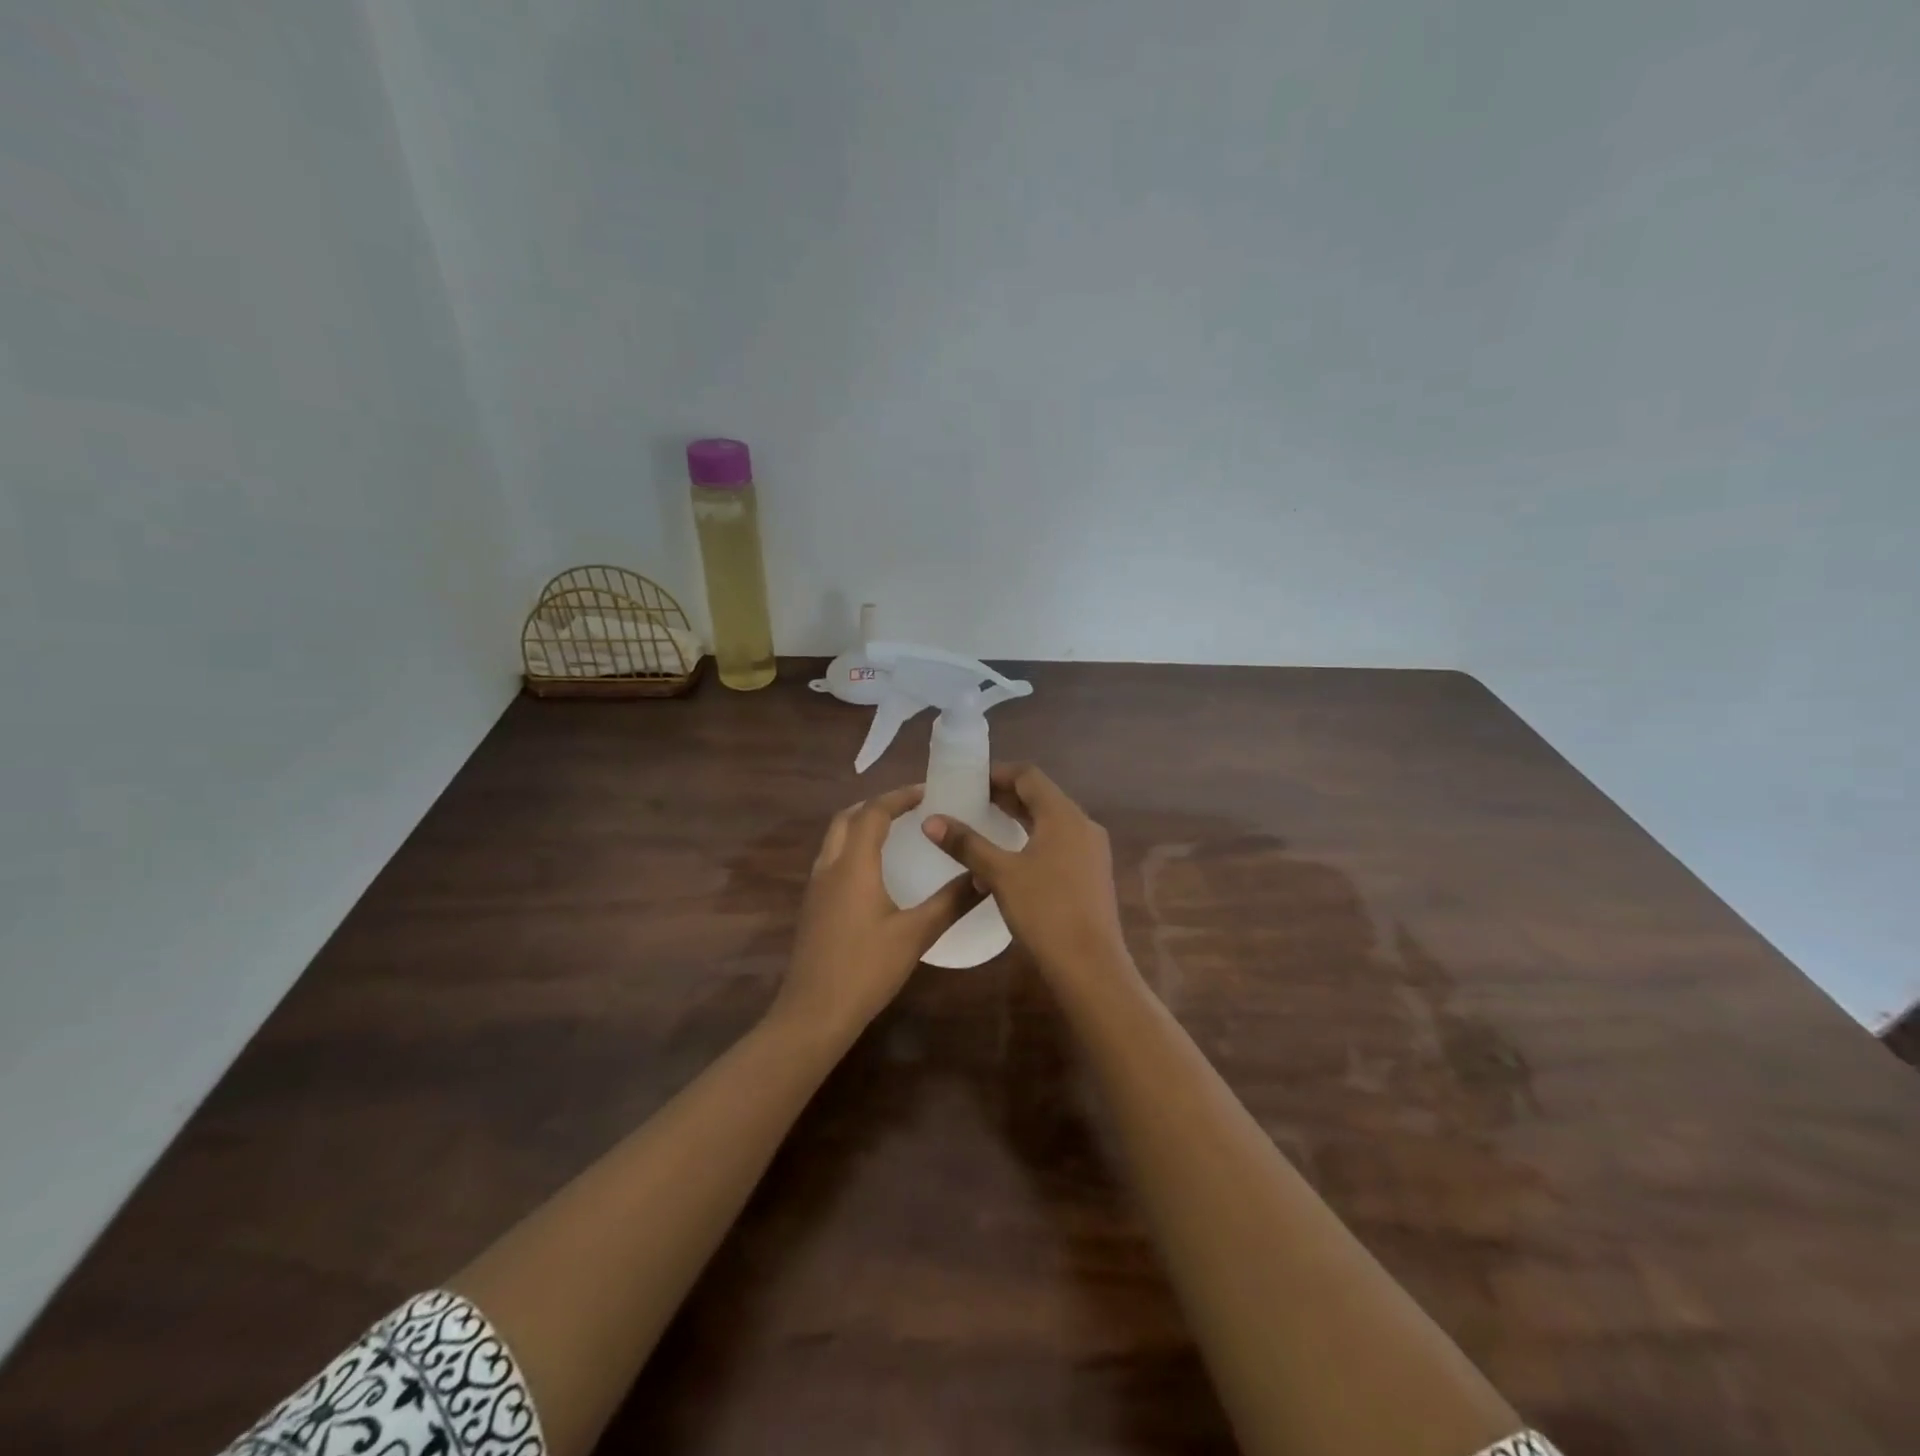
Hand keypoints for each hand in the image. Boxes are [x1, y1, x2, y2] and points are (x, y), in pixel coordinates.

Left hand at [772, 785, 977, 1043]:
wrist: (814, 1013)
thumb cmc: (866, 969)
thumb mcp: (916, 934)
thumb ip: (951, 902)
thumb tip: (985, 876)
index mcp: (853, 865)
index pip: (873, 813)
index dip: (899, 797)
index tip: (927, 792)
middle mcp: (829, 867)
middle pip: (846, 818)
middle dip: (876, 805)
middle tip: (909, 808)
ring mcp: (815, 887)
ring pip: (835, 839)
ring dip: (860, 825)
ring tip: (894, 832)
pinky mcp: (812, 907)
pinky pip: (831, 860)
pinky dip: (852, 848)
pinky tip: (874, 871)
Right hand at [923, 764, 1130, 987]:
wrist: (1091, 967)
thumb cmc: (1045, 912)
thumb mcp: (1001, 874)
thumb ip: (967, 844)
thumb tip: (931, 820)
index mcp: (1063, 815)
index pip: (1029, 776)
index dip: (998, 773)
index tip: (968, 781)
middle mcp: (1082, 825)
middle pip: (1041, 797)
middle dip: (1005, 796)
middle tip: (970, 801)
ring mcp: (1091, 851)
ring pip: (1050, 822)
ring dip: (1019, 819)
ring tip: (984, 826)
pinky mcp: (1091, 874)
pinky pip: (1059, 843)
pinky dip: (1033, 840)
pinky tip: (1010, 860)